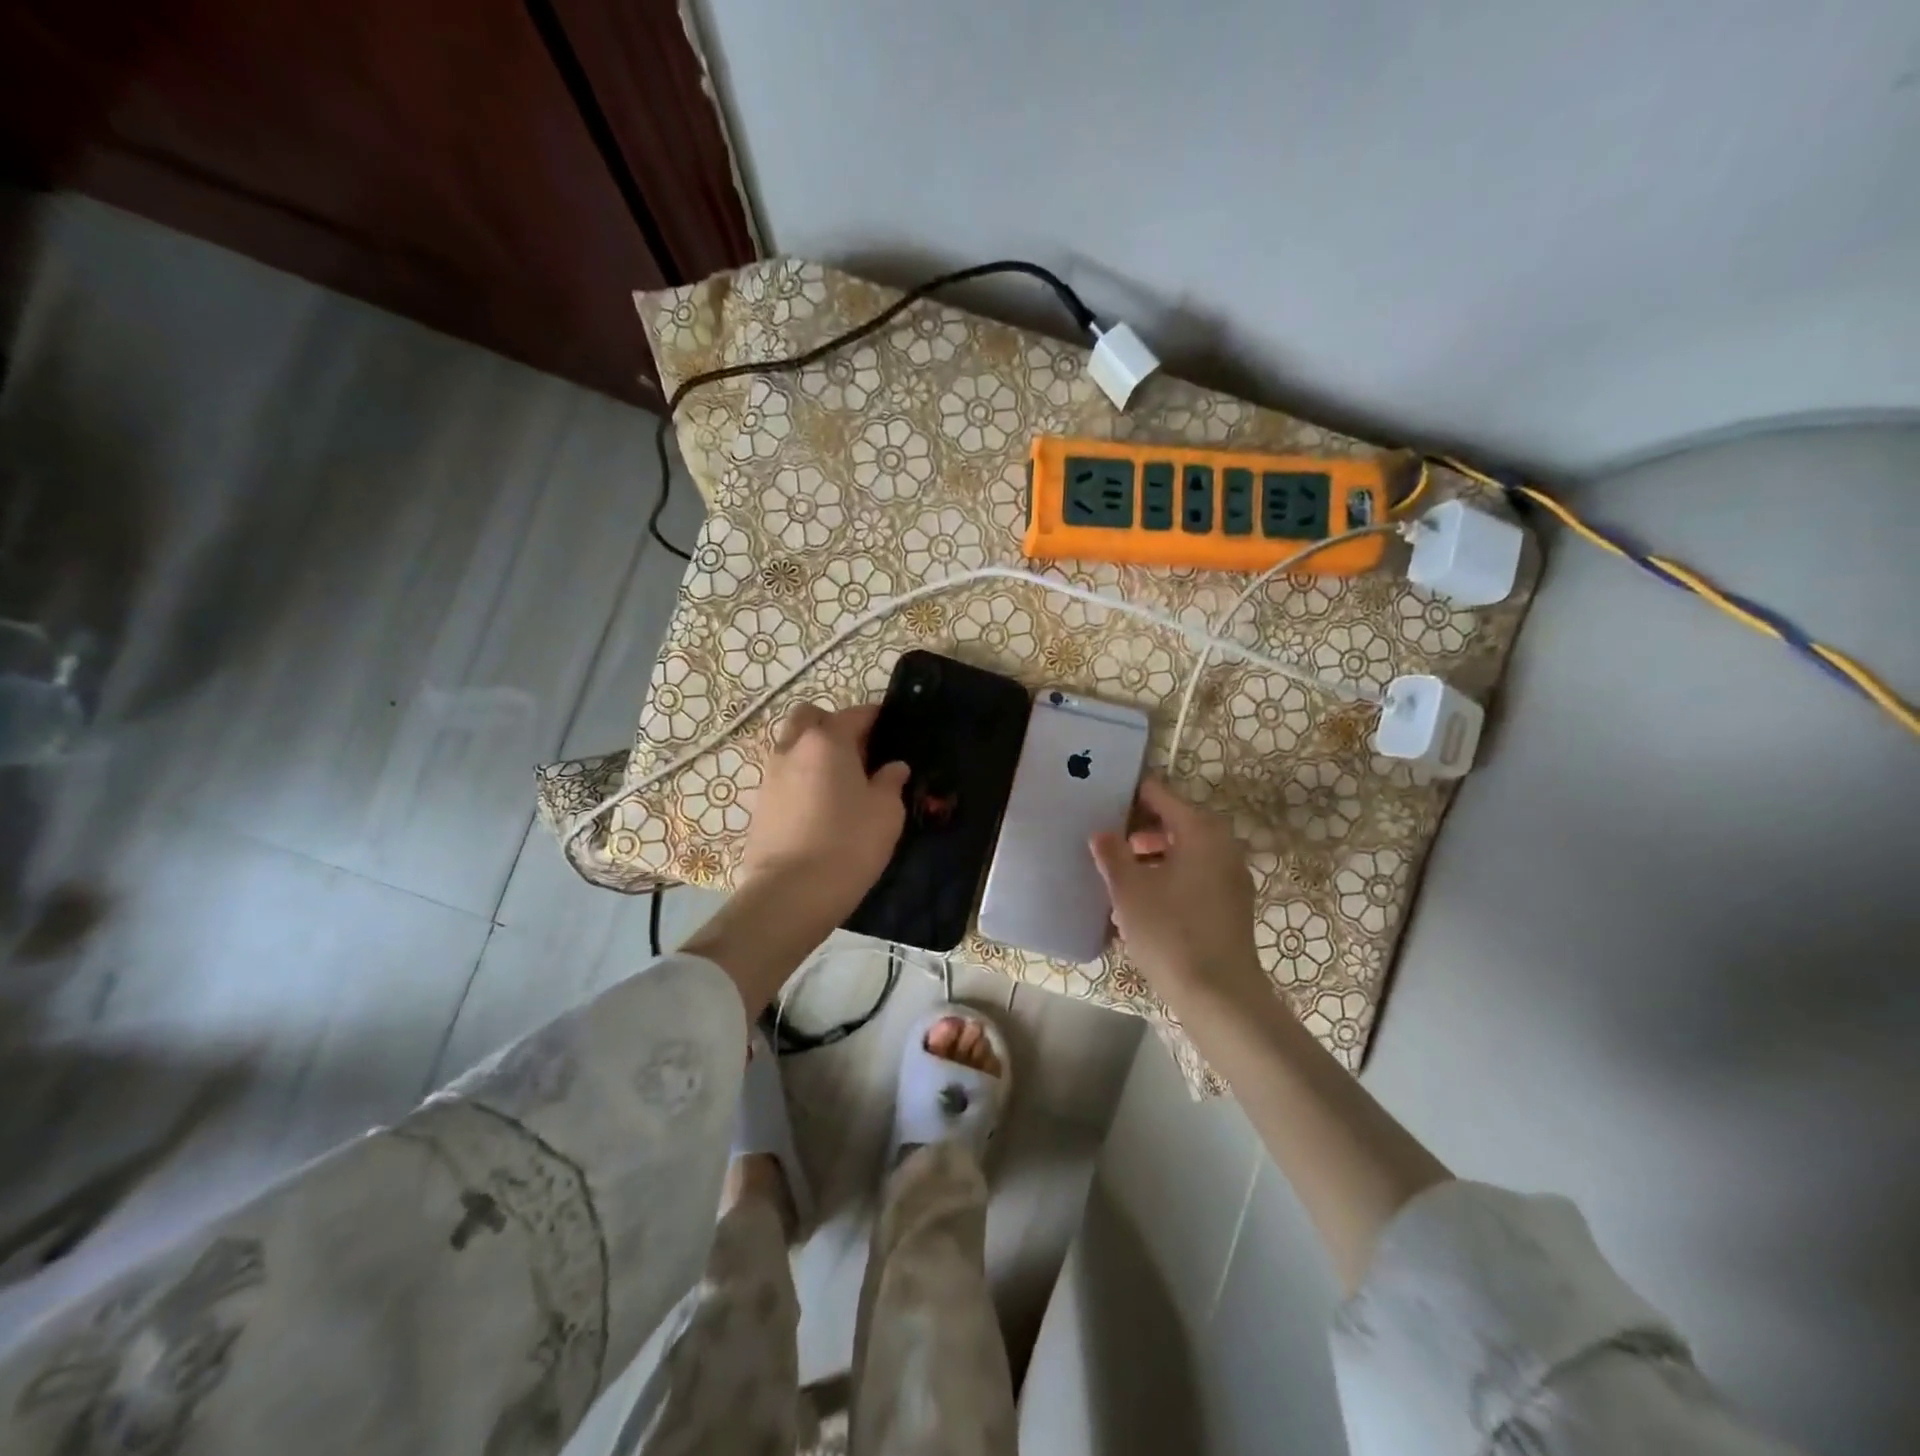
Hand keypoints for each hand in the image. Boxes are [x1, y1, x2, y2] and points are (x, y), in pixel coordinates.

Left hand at [737, 703, 909, 930]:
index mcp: (827, 741)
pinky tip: (819, 803)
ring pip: (792, 745)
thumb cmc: (848, 844)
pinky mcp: (759, 803)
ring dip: (812, 750)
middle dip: (832, 724)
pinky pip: (783, 774)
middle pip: (809, 717)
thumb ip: (890, 782)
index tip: (889, 725)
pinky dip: (800, 776)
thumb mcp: (886, 812)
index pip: (854, 714)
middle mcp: (793, 748)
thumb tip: (893, 767)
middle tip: (856, 749)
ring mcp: (770, 775)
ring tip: (838, 780)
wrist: (790, 894)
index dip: (874, 716)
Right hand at [1090, 776, 1267, 1016]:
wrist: (1219, 995)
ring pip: (1183, 851)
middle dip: (1137, 829)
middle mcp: (1222, 845)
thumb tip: (1102, 833)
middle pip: (1173, 821)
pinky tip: (1139, 902)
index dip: (1128, 795)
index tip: (1099, 802)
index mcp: (1201, 830)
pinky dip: (1167, 877)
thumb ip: (1112, 853)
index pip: (1159, 794)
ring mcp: (1230, 876)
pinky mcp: (1230, 904)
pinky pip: (1193, 876)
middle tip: (1102, 840)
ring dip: (1150, 856)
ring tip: (1115, 874)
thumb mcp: (1129, 889)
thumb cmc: (1170, 931)